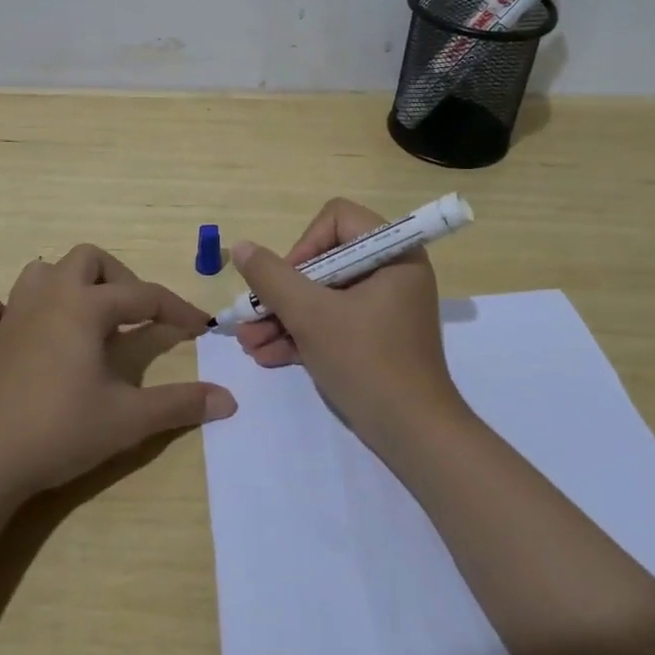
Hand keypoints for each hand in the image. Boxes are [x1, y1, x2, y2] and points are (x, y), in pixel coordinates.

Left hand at [0, 244, 236, 500]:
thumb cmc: (59, 431)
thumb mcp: (129, 420)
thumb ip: (180, 404)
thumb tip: (229, 399)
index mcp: (85, 307)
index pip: (143, 295)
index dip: (176, 309)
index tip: (200, 327)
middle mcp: (47, 299)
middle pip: (87, 259)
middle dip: (118, 278)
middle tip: (133, 316)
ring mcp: (8, 318)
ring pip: (38, 273)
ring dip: (65, 285)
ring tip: (84, 319)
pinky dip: (2, 310)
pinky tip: (17, 331)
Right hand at [231, 198, 467, 451]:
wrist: (413, 435)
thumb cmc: (367, 362)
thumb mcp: (311, 316)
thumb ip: (272, 278)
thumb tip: (241, 247)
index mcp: (393, 253)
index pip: (337, 219)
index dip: (305, 245)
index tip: (287, 281)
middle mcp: (391, 272)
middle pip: (324, 260)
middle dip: (283, 291)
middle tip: (252, 315)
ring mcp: (384, 306)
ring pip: (323, 295)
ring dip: (284, 316)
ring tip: (249, 342)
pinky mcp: (375, 336)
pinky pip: (333, 320)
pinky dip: (303, 334)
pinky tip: (266, 355)